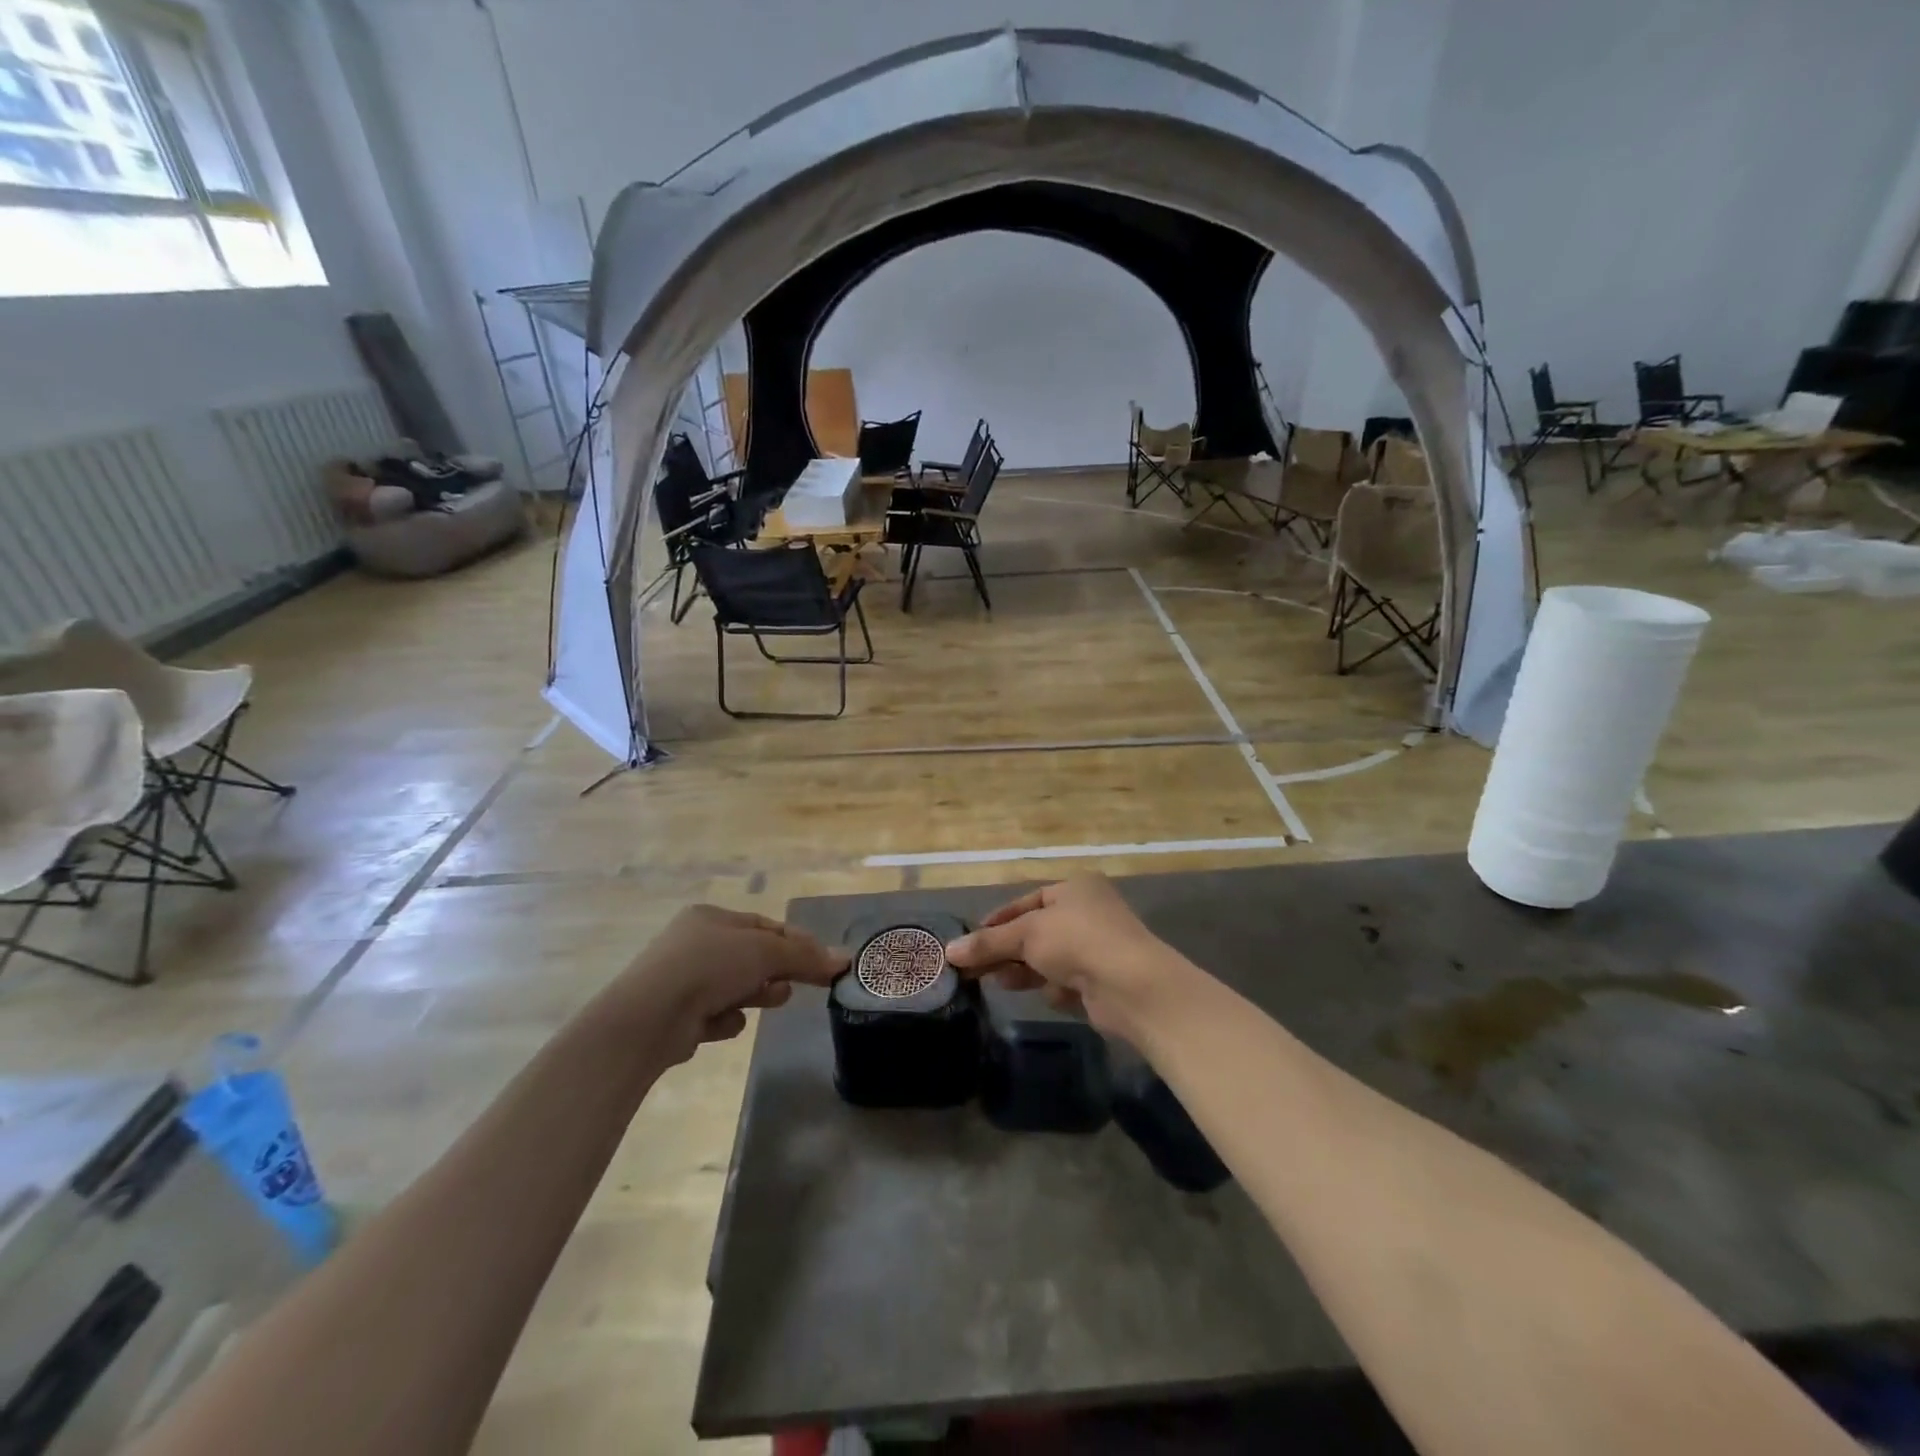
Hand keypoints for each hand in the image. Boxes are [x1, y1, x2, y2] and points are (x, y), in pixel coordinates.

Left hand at [609, 905, 847, 1066]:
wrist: (649, 1017)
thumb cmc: (709, 966)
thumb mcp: (765, 953)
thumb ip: (805, 957)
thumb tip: (845, 959)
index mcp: (711, 917)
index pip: (766, 927)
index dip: (797, 944)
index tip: (823, 963)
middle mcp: (695, 943)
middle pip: (753, 957)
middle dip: (776, 972)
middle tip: (794, 985)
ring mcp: (684, 980)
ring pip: (738, 987)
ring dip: (755, 995)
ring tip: (767, 1002)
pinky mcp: (679, 1016)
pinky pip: (718, 1014)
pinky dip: (725, 1020)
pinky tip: (719, 1023)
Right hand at [941, 875, 1190, 1040]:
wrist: (1131, 986)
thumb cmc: (1077, 941)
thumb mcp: (1026, 935)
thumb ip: (988, 943)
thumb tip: (949, 951)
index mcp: (1076, 888)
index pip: (1029, 901)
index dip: (999, 919)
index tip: (973, 936)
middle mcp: (1088, 913)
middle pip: (1036, 932)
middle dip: (1006, 948)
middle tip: (973, 966)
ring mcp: (1097, 948)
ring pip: (1049, 958)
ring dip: (1023, 969)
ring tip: (993, 981)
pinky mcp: (1102, 981)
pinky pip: (1067, 980)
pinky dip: (1053, 987)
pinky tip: (1045, 994)